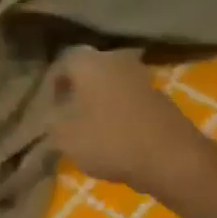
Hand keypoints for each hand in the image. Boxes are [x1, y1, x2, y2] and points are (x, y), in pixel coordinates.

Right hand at [47, 47, 211, 197]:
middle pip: (88, 73)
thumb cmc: (109, 140)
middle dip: (76, 94)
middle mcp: (116, 60)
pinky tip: (115, 138)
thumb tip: (51, 117)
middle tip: (66, 119)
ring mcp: (142, 78)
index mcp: (89, 62)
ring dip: (98, 104)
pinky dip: (119, 115)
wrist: (169, 157)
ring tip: (89, 132)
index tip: (47, 110)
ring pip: (110, 87)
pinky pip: (129, 102)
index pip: (61, 63)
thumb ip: (51, 123)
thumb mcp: (65, 137)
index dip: (50, 87)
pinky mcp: (159, 99)